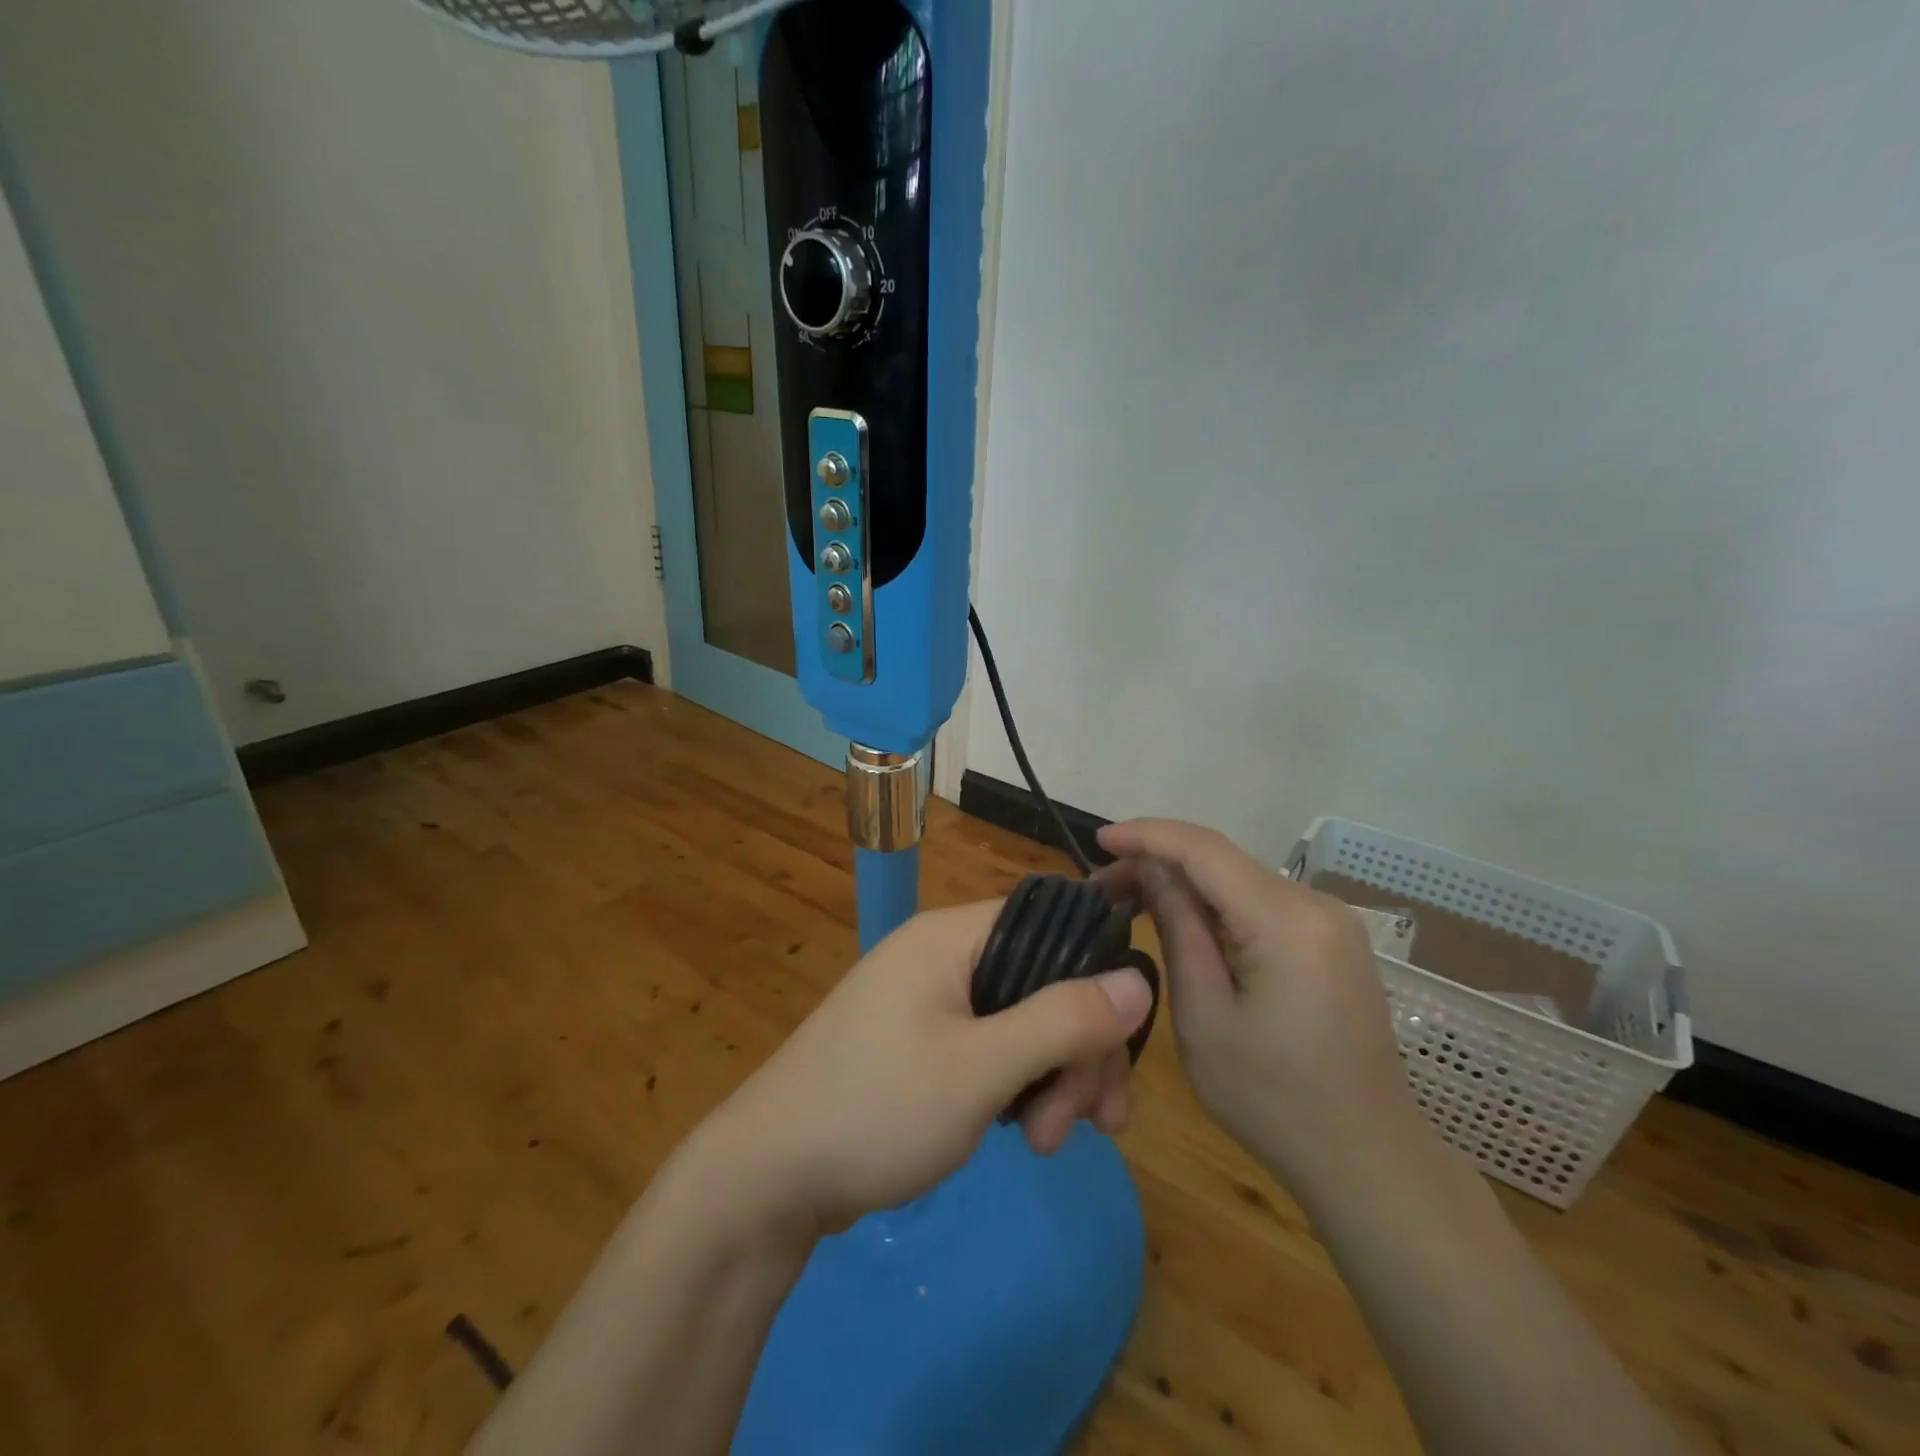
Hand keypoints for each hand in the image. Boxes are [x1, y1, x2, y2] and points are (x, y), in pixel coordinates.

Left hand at [692, 900, 1154, 1236]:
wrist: (769, 1177)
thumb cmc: (877, 1108)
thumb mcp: (980, 1068)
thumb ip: (1062, 1020)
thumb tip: (1139, 978)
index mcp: (951, 937)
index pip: (1050, 927)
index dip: (1095, 981)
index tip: (1116, 1053)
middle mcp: (942, 956)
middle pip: (1041, 982)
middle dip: (1076, 1051)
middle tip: (1089, 1125)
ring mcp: (929, 1000)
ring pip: (1021, 1021)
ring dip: (1051, 1077)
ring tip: (1047, 1144)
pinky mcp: (922, 1042)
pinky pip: (991, 1046)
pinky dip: (1017, 1084)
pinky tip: (1025, 1131)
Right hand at [1097, 819, 1425, 1190]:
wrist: (1367, 1160)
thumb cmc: (1272, 1100)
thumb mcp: (1203, 1015)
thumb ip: (1177, 928)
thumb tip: (1150, 870)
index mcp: (1286, 921)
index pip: (1204, 849)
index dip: (1146, 835)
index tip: (1098, 840)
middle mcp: (1316, 904)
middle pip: (1222, 859)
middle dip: (1158, 861)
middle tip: (1102, 889)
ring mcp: (1331, 920)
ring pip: (1239, 877)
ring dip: (1184, 882)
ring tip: (1131, 902)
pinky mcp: (1332, 939)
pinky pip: (1261, 901)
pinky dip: (1215, 902)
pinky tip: (1183, 921)